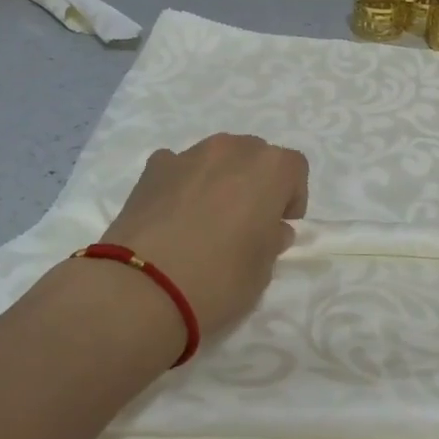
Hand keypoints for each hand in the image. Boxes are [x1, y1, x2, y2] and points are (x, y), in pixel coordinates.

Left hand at [100, 134, 308, 337]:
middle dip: (255, 182)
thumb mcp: (262, 270)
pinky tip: (173, 216)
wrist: (143, 288)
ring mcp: (188, 155)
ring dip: (219, 179)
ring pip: (215, 158)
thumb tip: (270, 229)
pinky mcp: (152, 169)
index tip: (280, 225)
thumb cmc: (219, 278)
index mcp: (269, 168)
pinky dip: (182, 184)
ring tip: (205, 219)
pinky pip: (178, 168)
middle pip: (254, 155)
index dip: (291, 196)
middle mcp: (231, 150)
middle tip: (245, 221)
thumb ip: (271, 241)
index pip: (294, 169)